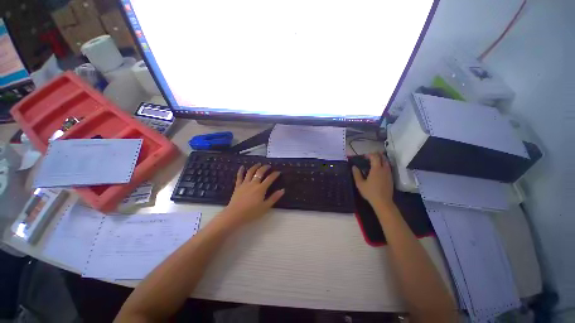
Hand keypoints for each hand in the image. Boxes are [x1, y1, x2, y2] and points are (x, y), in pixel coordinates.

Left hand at [220, 163, 284, 225]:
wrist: (235, 215)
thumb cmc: (251, 212)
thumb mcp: (265, 207)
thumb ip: (274, 198)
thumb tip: (282, 190)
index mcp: (261, 188)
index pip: (270, 179)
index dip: (275, 174)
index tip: (278, 172)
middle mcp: (253, 183)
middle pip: (260, 172)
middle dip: (265, 168)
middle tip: (268, 166)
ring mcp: (245, 184)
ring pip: (250, 172)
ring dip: (255, 167)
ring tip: (258, 164)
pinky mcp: (238, 186)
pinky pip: (239, 176)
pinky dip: (241, 171)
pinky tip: (242, 167)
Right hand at [352, 152, 394, 208]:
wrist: (383, 202)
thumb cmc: (370, 192)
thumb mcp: (360, 184)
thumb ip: (356, 174)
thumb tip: (354, 167)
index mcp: (376, 169)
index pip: (375, 157)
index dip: (370, 154)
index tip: (364, 156)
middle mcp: (384, 169)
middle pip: (383, 158)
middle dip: (377, 155)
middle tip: (370, 156)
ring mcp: (389, 173)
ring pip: (387, 162)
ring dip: (381, 159)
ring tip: (374, 161)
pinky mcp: (391, 178)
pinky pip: (388, 167)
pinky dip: (384, 164)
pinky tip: (379, 169)